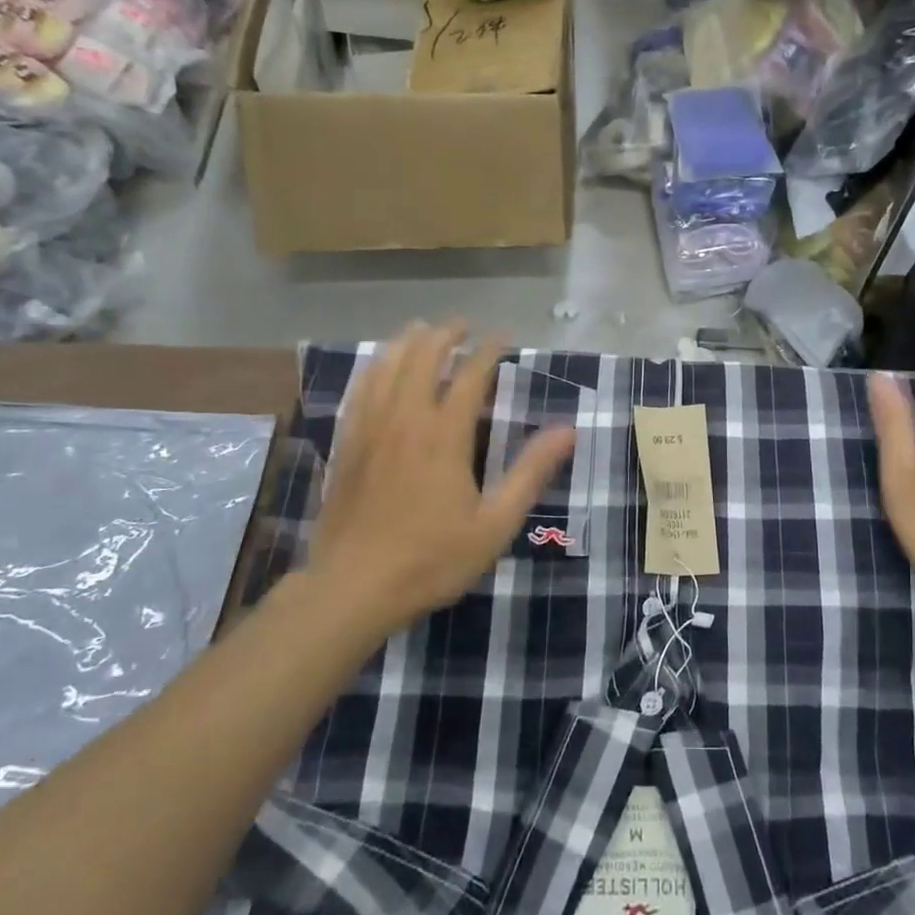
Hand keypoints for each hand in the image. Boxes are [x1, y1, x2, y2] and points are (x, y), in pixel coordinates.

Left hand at [308, 321, 576, 636]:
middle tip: (462, 325)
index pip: (470, 375)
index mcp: (444, 435)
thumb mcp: (495, 523)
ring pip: (386, 366)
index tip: (503, 337)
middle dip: (445, 334)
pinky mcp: (346, 444)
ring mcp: (370, 429)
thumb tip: (568, 430)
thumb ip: (531, 472)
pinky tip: (379, 366)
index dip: (488, 350)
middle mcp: (405, 419)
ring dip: (407, 342)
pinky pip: (359, 390)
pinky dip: (374, 367)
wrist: (352, 589)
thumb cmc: (431, 559)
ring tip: (422, 329)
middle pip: (423, 358)